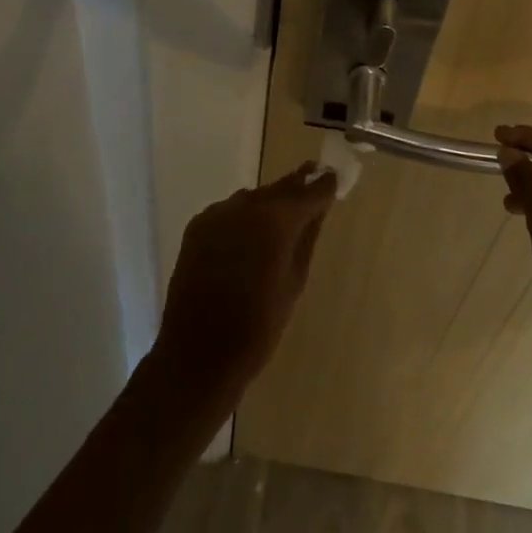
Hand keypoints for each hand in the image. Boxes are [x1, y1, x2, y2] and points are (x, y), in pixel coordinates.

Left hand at [151, 163, 336, 406]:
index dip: (324, 185)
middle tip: (313, 184)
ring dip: (268, 205)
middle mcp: (245, 206)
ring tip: (280, 222)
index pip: (308, 190)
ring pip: (253, 199)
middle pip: (279, 188)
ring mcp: (217, 213)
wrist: (197, 354)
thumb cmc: (257, 327)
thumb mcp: (294, 282)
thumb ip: (307, 238)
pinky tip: (247, 239)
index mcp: (276, 220)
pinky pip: (229, 212)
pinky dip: (243, 219)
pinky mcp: (197, 226)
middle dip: (297, 188)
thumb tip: (319, 209)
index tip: (334, 178)